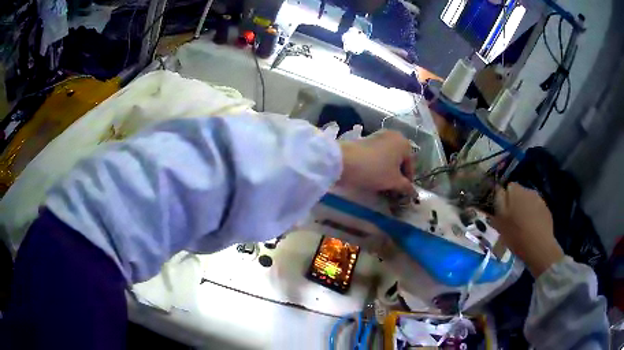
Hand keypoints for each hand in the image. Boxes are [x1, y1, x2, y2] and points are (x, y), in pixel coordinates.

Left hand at [337, 130, 413, 194]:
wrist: (344, 160)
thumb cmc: (375, 170)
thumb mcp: (394, 181)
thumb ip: (406, 187)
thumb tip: (414, 193)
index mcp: (404, 143)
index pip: (410, 166)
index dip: (408, 182)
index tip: (403, 194)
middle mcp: (394, 136)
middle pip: (399, 160)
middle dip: (397, 176)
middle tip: (393, 191)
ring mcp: (379, 136)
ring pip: (388, 158)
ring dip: (388, 171)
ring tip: (383, 185)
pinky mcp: (366, 139)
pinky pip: (378, 155)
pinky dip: (379, 165)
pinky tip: (373, 176)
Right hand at [490, 183, 563, 276]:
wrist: (539, 247)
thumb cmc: (516, 234)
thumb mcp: (500, 221)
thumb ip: (498, 203)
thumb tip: (498, 192)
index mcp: (516, 191)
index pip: (508, 187)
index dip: (504, 198)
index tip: (501, 212)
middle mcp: (529, 191)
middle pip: (519, 193)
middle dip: (515, 204)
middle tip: (511, 221)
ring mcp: (540, 200)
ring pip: (529, 202)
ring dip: (525, 210)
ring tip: (522, 227)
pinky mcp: (547, 210)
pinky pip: (537, 210)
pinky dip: (533, 217)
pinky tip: (531, 230)